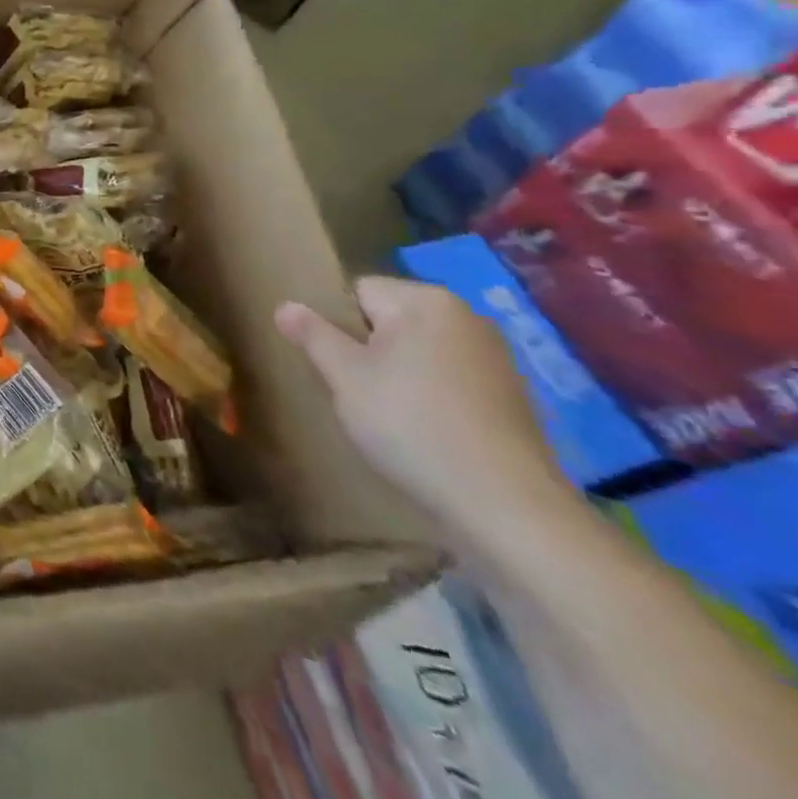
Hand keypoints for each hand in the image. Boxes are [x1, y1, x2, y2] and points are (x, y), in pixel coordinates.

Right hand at [275, 277, 569, 542]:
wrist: (508, 507)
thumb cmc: (413, 426)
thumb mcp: (344, 377)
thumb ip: (312, 335)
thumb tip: (286, 306)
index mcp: (425, 301)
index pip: (358, 291)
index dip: (338, 325)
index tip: (338, 366)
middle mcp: (466, 316)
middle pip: (390, 319)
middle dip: (368, 349)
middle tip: (357, 393)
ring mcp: (495, 357)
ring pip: (418, 351)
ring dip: (398, 374)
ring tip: (390, 417)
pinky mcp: (512, 395)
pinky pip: (449, 378)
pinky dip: (431, 396)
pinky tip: (427, 433)